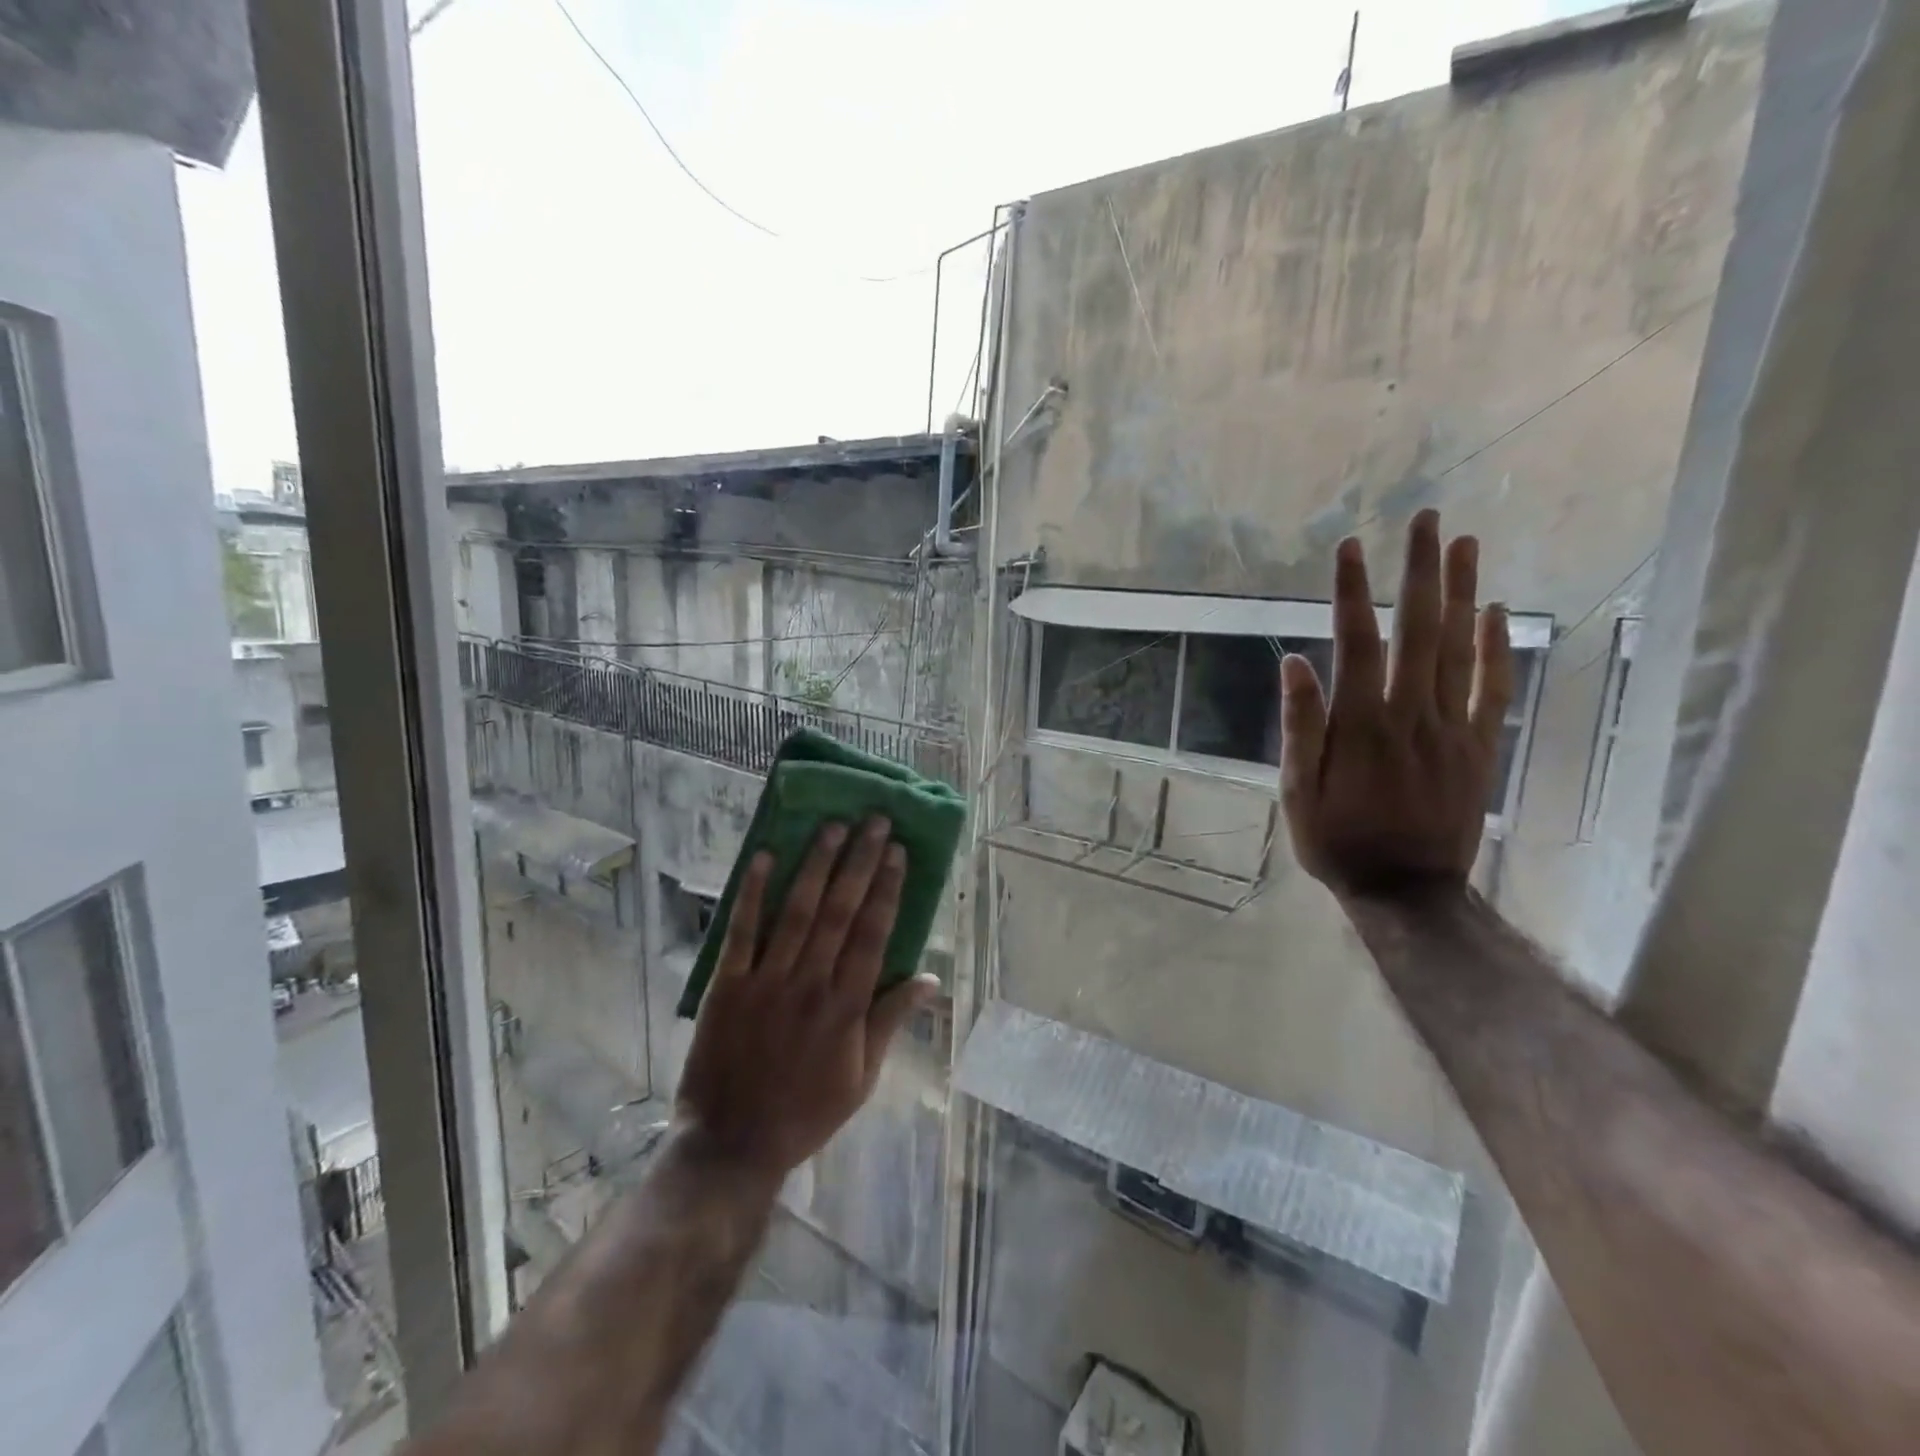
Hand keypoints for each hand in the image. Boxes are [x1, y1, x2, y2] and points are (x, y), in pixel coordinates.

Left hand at [675, 816, 937, 1179]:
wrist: (733, 1143)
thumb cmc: (806, 1111)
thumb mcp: (863, 1078)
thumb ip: (892, 1022)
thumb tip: (930, 979)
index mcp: (847, 1006)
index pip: (874, 933)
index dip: (886, 888)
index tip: (896, 851)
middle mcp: (812, 983)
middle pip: (841, 911)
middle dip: (859, 862)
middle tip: (873, 821)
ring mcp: (768, 981)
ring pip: (798, 912)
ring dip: (816, 865)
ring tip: (833, 826)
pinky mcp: (728, 985)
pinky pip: (742, 932)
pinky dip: (753, 894)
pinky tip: (764, 857)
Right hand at [1279, 509, 1514, 896]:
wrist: (1409, 891)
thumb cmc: (1340, 842)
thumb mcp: (1299, 793)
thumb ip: (1302, 728)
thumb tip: (1295, 664)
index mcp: (1362, 726)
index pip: (1356, 644)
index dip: (1351, 593)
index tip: (1348, 547)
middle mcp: (1412, 715)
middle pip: (1419, 631)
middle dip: (1420, 571)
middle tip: (1426, 520)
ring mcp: (1453, 728)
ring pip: (1461, 649)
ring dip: (1462, 592)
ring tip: (1464, 543)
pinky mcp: (1480, 746)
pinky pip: (1492, 688)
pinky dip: (1495, 647)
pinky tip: (1494, 611)